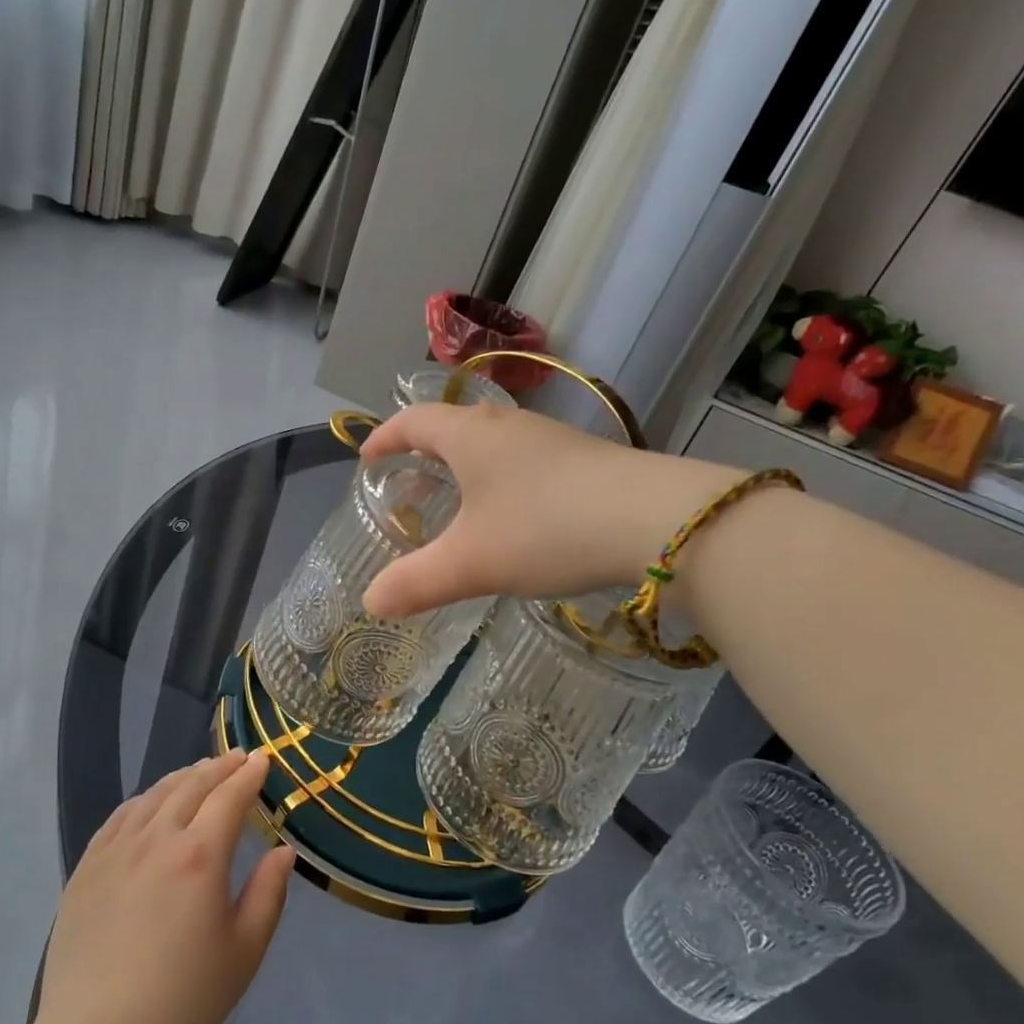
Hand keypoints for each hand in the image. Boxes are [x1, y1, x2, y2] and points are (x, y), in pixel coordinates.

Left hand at [37, 750, 294, 1023]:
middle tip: (237, 757)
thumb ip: (269, 893)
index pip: (229, 797)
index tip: (262, 758)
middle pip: (191, 786)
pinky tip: (150, 803)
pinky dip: (144, 800)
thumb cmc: (182, 1000)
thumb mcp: (244, 952)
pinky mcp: (86, 868)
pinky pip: (119, 817)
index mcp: (200, 856)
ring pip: (153, 796)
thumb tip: (283, 850)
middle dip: (218, 767)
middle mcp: (156, 839)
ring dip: (182, 777)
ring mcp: (115, 851)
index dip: (248, 775)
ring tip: (199, 771)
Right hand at [359, 402, 740, 618]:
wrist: (657, 521)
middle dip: (425, 451)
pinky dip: (503, 480)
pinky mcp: (586, 459)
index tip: (367, 457)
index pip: (413, 421)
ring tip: (459, 501)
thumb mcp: (472, 563)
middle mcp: (509, 426)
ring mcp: (552, 439)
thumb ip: (417, 582)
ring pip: (494, 442)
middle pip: (454, 425)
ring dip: (468, 465)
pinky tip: (516, 516)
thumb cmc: (546, 530)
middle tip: (409, 483)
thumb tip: (371, 603)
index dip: (385, 437)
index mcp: (471, 436)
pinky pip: (526, 461)